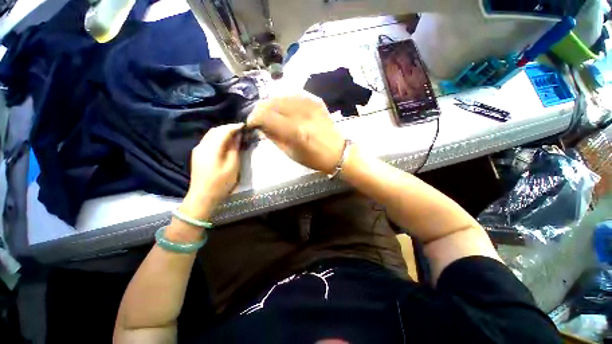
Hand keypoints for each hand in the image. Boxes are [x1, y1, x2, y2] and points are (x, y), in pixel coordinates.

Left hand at [180, 123, 243, 219]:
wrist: (203, 196)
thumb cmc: (221, 182)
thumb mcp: (232, 166)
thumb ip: (234, 149)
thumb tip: (237, 136)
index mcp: (211, 148)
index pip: (223, 131)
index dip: (234, 127)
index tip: (244, 126)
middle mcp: (202, 145)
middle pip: (215, 130)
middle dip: (228, 128)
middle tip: (241, 130)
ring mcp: (198, 150)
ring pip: (211, 135)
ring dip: (223, 132)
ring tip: (235, 134)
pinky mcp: (198, 154)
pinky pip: (208, 140)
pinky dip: (218, 138)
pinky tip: (225, 142)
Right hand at [247, 95, 344, 173]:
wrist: (339, 152)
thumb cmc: (314, 159)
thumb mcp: (291, 153)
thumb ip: (274, 137)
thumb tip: (261, 126)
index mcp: (296, 131)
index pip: (266, 116)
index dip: (254, 118)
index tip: (251, 123)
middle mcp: (302, 114)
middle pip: (272, 103)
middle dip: (260, 109)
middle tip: (258, 118)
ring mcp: (311, 105)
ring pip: (281, 96)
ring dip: (271, 104)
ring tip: (269, 113)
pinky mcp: (316, 101)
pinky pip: (294, 95)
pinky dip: (284, 101)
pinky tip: (282, 108)